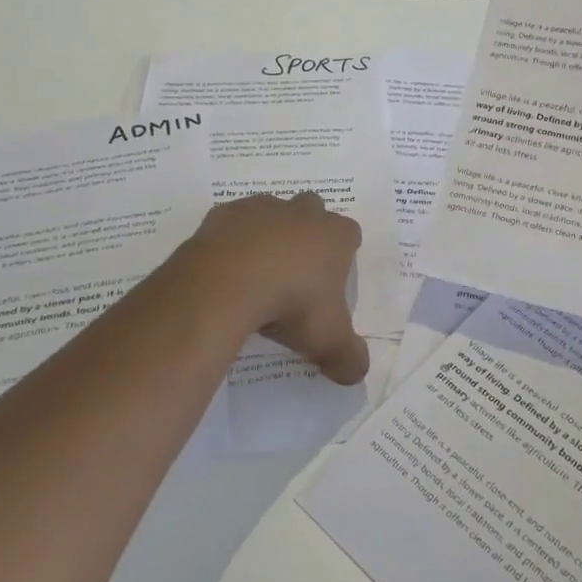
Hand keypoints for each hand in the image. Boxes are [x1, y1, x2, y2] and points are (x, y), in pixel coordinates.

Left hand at [176, 193, 368, 384]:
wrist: (226, 284)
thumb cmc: (291, 304)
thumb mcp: (328, 341)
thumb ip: (349, 358)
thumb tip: (357, 373)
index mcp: (335, 235)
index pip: (350, 234)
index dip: (343, 255)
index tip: (330, 283)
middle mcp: (301, 212)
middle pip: (313, 211)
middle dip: (308, 233)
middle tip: (296, 273)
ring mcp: (261, 208)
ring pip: (272, 212)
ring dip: (269, 234)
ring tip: (258, 273)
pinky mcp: (224, 214)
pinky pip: (233, 223)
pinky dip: (232, 240)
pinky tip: (226, 270)